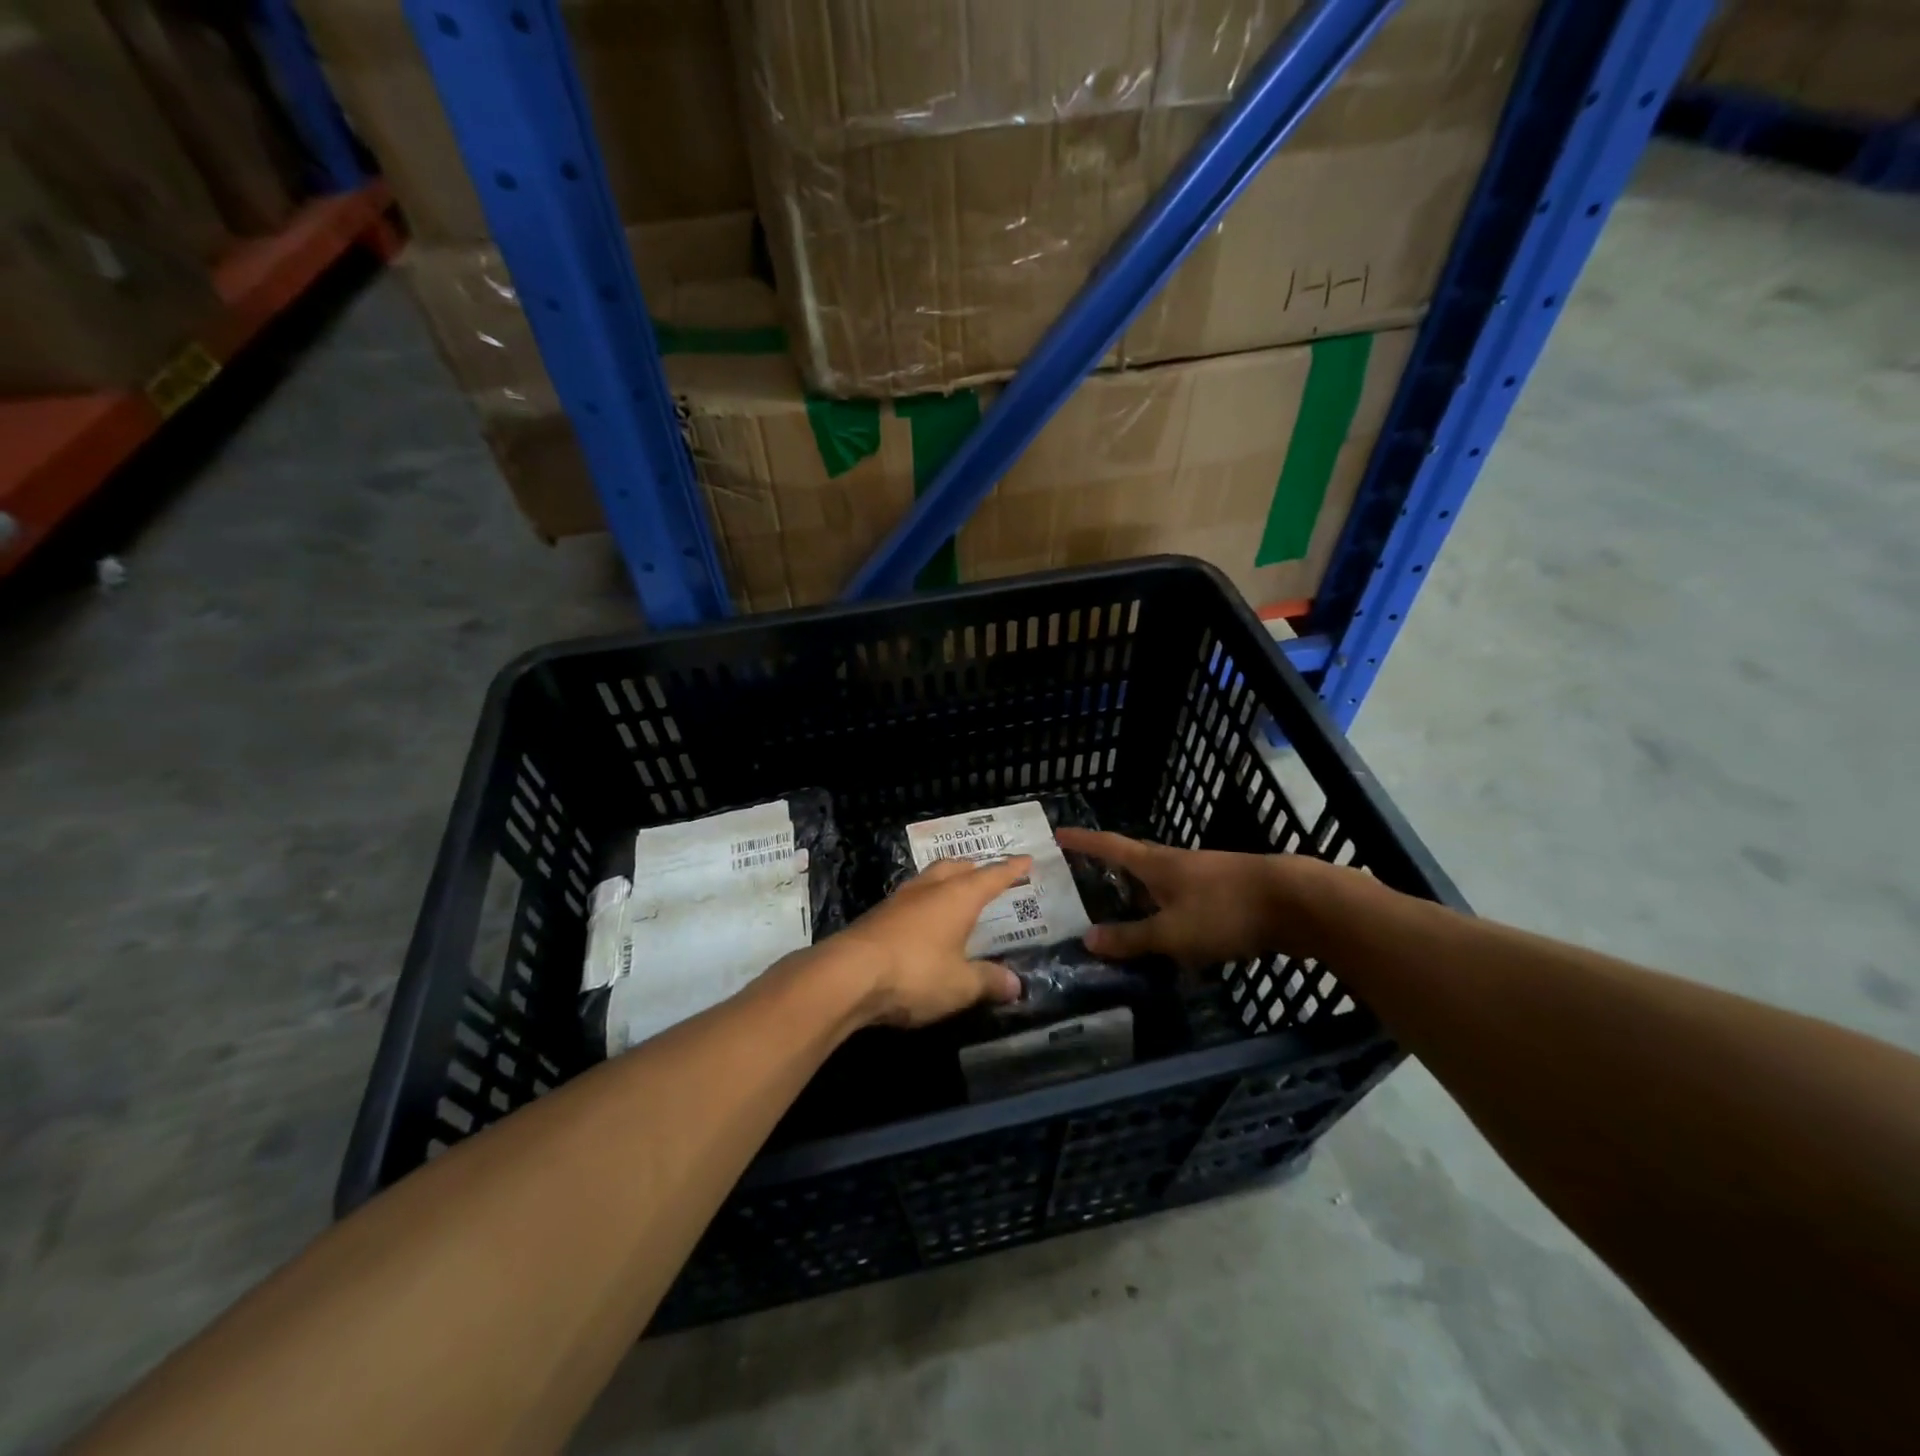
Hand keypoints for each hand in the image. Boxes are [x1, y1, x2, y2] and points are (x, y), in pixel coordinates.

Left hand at [827, 857, 1028, 1026]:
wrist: (847, 975)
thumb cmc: (915, 973)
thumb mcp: (960, 985)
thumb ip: (989, 981)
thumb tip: (1016, 984)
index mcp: (958, 896)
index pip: (992, 876)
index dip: (1011, 869)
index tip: (1026, 860)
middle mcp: (929, 889)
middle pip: (955, 868)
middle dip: (974, 869)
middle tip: (987, 875)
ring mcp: (899, 900)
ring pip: (929, 879)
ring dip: (946, 882)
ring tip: (955, 894)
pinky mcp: (877, 916)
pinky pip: (910, 900)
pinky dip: (925, 903)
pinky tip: (924, 921)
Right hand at [1054, 830, 1334, 969]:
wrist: (1297, 902)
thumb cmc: (1226, 911)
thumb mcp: (1173, 933)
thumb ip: (1132, 939)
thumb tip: (1088, 939)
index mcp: (1157, 864)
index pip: (1110, 847)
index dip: (1083, 842)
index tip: (1059, 833)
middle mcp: (1178, 862)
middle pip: (1137, 860)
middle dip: (1112, 868)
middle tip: (1087, 877)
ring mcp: (1206, 875)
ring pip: (1164, 882)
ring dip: (1144, 894)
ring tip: (1127, 912)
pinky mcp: (1230, 892)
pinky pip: (1188, 900)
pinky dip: (1172, 912)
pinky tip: (1175, 935)